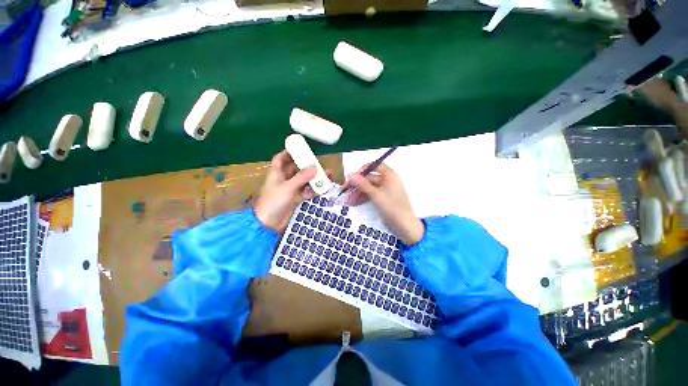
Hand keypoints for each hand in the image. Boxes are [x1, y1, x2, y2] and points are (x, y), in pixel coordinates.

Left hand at [254, 151, 315, 231]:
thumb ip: (302, 177)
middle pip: (296, 169)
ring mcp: (290, 189)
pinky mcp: (295, 198)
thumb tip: (315, 167)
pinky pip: (306, 191)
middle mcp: (284, 179)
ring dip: (314, 179)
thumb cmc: (274, 201)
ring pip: (303, 180)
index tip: (301, 149)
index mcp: (277, 173)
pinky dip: (313, 190)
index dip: (289, 152)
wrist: (268, 223)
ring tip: (327, 176)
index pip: (281, 158)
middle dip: (308, 166)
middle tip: (320, 165)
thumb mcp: (288, 187)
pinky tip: (322, 189)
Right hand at [345, 163, 424, 245]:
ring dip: (358, 193)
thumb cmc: (392, 207)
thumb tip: (349, 174)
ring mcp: (385, 190)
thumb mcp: (375, 195)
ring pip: (369, 188)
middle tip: (345, 190)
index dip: (363, 170)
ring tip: (348, 201)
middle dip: (357, 185)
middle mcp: (388, 181)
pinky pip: (371, 195)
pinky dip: (363, 198)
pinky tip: (354, 203)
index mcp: (389, 175)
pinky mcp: (383, 199)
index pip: (375, 166)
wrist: (405, 226)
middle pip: (370, 178)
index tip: (352, 177)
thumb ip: (362, 184)